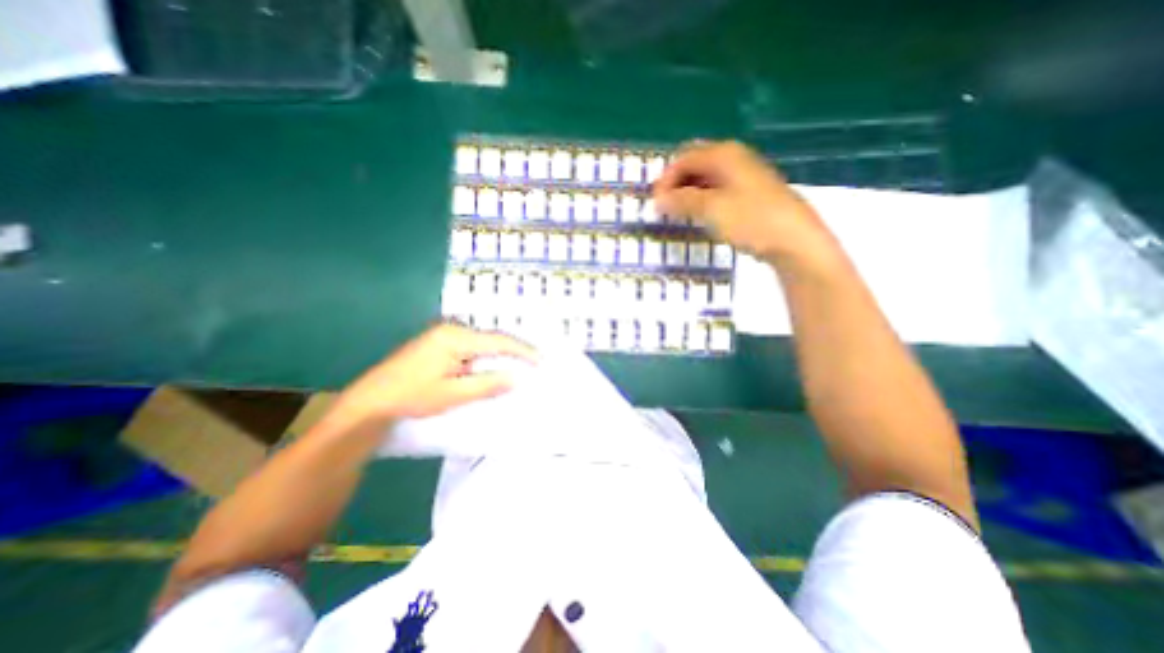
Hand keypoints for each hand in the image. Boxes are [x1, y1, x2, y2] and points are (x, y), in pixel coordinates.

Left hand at [326, 322, 534, 425]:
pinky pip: (470, 349)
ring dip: (499, 355)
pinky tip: (491, 369)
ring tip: (518, 366)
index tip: (541, 361)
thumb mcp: (452, 394)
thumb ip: (487, 384)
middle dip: (513, 351)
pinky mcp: (437, 344)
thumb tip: (517, 377)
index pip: (498, 340)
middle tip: (533, 364)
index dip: (522, 350)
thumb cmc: (411, 398)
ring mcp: (442, 335)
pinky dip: (484, 359)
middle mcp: (451, 329)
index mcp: (455, 337)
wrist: (369, 404)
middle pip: (491, 338)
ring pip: (481, 344)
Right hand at [655, 140, 836, 266]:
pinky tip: (699, 215)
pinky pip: (717, 190)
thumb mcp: (711, 209)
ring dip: (687, 192)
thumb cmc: (751, 219)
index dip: (665, 179)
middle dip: (675, 183)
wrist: (793, 239)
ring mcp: (743, 175)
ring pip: (706, 178)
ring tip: (677, 214)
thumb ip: (682, 201)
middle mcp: (734, 158)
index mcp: (724, 154)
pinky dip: (702, 199)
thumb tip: (658, 199)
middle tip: (664, 206)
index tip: (655, 203)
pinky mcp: (749, 193)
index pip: (684, 158)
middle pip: (694, 164)